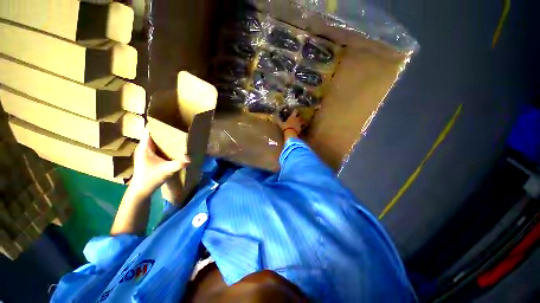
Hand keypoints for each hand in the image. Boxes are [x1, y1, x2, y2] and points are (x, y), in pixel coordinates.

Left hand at [129, 129, 189, 198]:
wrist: (141, 190)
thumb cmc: (150, 178)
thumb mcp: (166, 170)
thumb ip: (178, 164)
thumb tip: (191, 158)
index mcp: (144, 148)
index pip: (149, 131)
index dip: (157, 125)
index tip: (169, 122)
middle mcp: (143, 148)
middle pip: (152, 135)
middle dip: (163, 132)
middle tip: (176, 129)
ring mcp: (145, 153)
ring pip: (154, 141)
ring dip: (163, 139)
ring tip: (175, 137)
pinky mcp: (147, 158)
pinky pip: (155, 147)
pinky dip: (162, 145)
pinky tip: (171, 148)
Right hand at [276, 109, 304, 138]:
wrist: (291, 134)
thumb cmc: (285, 127)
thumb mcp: (280, 124)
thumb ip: (278, 121)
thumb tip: (273, 117)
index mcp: (292, 117)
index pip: (295, 111)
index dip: (295, 110)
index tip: (295, 110)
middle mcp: (297, 119)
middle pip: (300, 116)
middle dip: (299, 116)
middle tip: (298, 116)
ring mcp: (300, 124)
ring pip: (302, 121)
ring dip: (302, 121)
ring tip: (301, 122)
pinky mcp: (301, 129)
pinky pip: (302, 127)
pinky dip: (302, 127)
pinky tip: (300, 128)